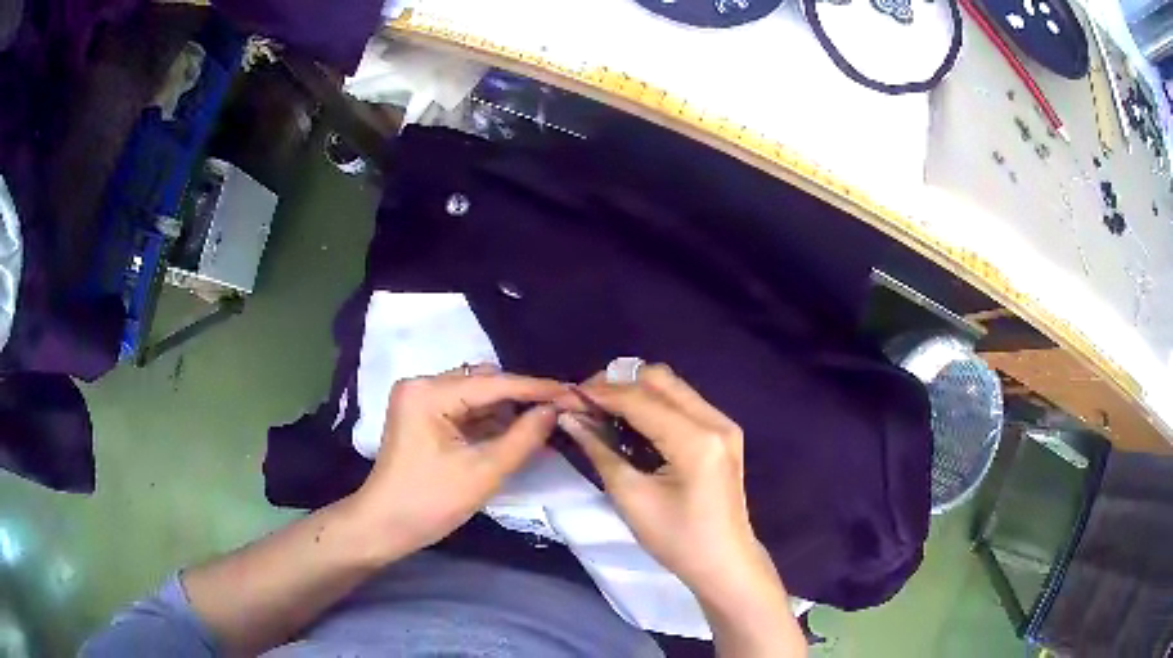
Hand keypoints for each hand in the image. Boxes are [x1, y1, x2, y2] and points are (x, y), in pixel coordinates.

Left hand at [352, 364, 564, 558]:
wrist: (385, 526)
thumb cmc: (430, 502)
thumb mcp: (483, 472)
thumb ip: (523, 438)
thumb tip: (555, 410)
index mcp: (428, 392)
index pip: (493, 383)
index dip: (536, 389)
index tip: (574, 394)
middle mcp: (422, 384)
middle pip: (484, 383)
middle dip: (523, 398)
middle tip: (562, 410)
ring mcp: (420, 399)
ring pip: (476, 396)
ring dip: (508, 410)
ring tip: (546, 421)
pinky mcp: (423, 415)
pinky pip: (465, 410)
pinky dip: (490, 421)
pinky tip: (518, 431)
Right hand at [555, 365, 784, 607]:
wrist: (724, 563)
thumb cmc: (677, 540)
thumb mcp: (631, 497)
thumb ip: (599, 450)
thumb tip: (569, 418)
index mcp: (696, 440)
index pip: (640, 398)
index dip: (599, 393)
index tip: (565, 395)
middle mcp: (715, 420)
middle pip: (659, 379)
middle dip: (617, 384)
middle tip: (584, 403)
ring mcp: (723, 424)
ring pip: (672, 387)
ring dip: (635, 391)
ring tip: (601, 410)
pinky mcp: (723, 433)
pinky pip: (683, 403)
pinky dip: (653, 404)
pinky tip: (630, 421)